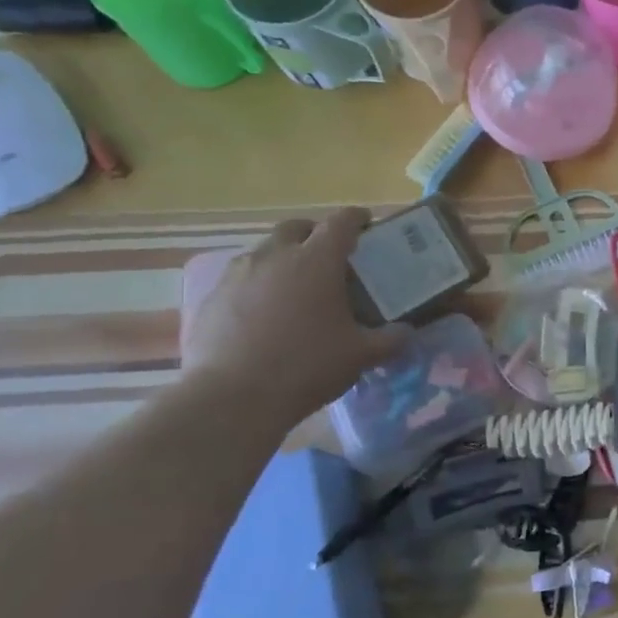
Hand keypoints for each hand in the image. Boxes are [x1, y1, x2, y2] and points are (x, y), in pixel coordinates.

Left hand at [181, 208, 407, 428]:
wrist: (231, 398)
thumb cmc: (306, 367)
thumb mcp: (361, 355)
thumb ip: (390, 340)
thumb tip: (406, 333)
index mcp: (317, 261)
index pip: (341, 222)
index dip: (356, 218)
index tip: (366, 223)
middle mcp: (275, 256)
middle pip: (296, 228)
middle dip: (314, 234)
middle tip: (329, 256)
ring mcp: (237, 275)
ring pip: (264, 252)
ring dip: (283, 259)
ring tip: (295, 287)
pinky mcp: (210, 299)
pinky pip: (239, 281)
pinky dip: (256, 287)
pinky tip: (263, 317)